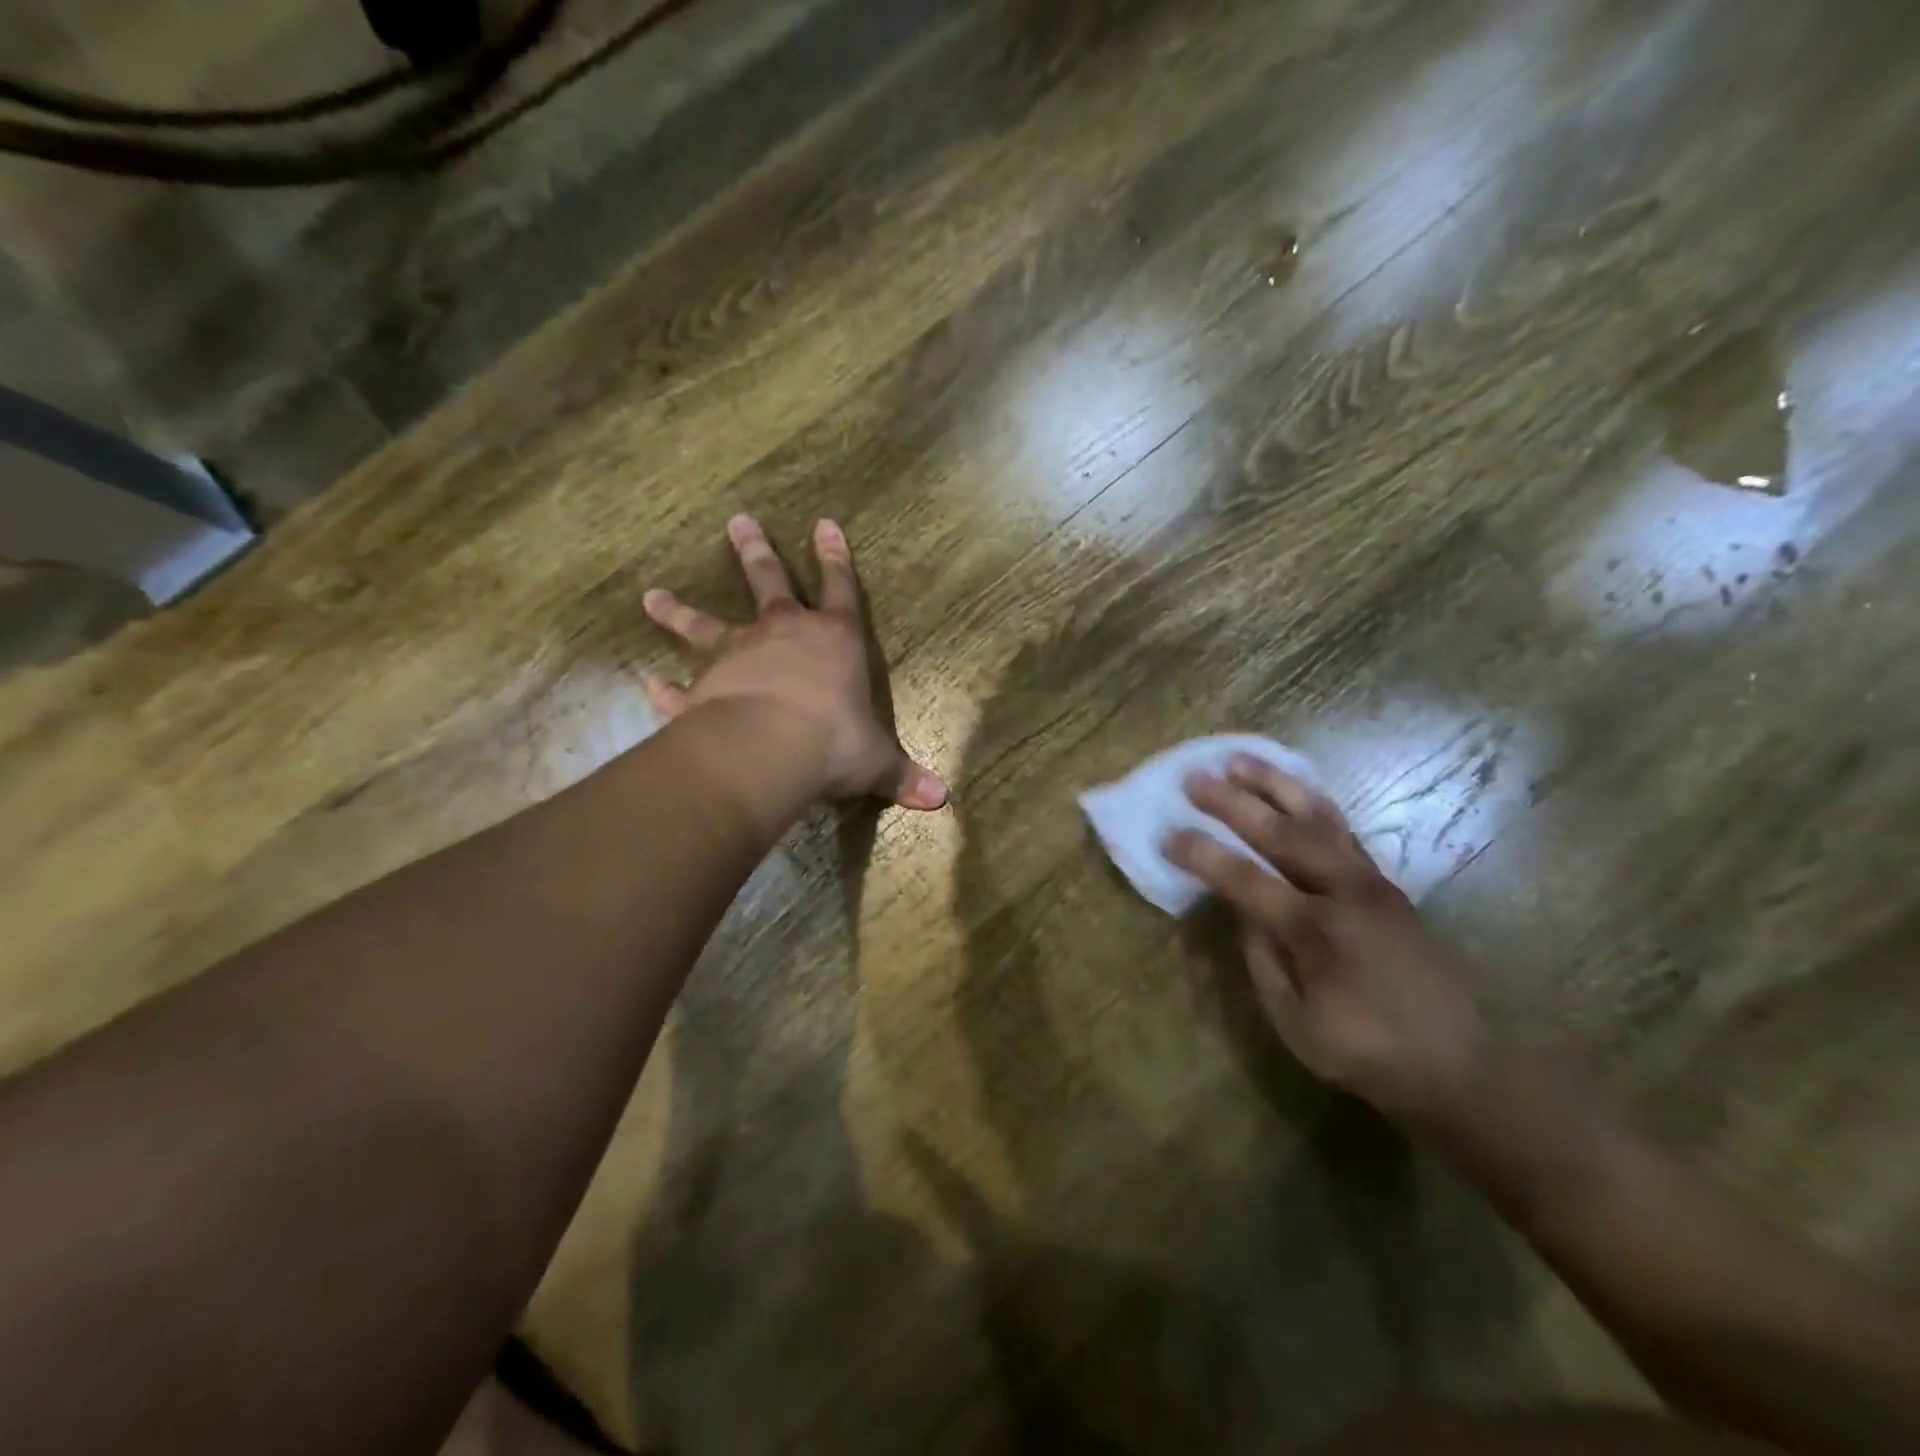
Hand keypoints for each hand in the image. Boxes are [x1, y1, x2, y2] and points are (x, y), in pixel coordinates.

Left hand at [641, 515, 947, 810]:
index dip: (837, 559)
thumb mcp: (876, 762)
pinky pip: (678, 689)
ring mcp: (737, 656)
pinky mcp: (702, 688)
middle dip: (755, 551)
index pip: (842, 589)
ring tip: (652, 596)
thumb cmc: (834, 742)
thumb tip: (941, 799)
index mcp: (834, 640)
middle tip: (737, 520)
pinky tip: (648, 685)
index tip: (825, 524)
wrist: (769, 750)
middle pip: (768, 581)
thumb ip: (902, 776)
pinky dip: (663, 689)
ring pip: (703, 624)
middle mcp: (782, 635)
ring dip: (678, 611)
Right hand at [1166, 755, 1486, 1119]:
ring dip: (1275, 785)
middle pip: (1281, 832)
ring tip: (1239, 759)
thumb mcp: (1295, 1022)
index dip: (1202, 856)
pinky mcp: (1386, 883)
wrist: (1461, 1065)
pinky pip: (1342, 829)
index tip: (1167, 835)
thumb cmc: (1367, 1053)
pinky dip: (1311, 801)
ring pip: (1318, 817)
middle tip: (1195, 778)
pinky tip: (1292, 788)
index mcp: (1316, 931)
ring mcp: (1371, 882)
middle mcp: (1345, 892)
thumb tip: (1243, 912)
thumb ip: (1262, 960)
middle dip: (1233, 802)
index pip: (1245, 880)